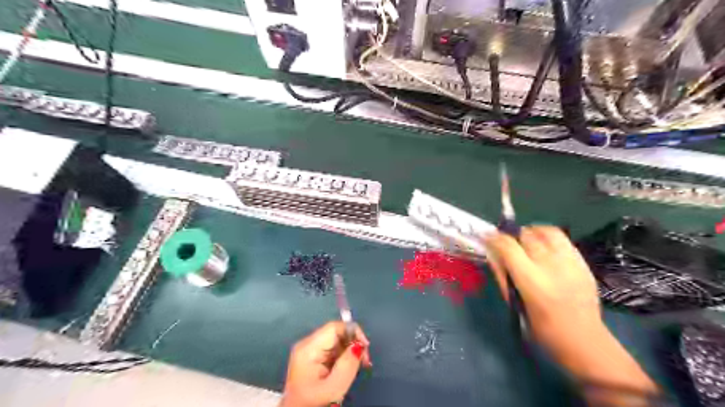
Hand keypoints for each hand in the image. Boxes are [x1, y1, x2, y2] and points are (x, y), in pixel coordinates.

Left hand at [282, 322, 372, 406]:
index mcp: (308, 348)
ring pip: (336, 341)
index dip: (353, 331)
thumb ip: (348, 364)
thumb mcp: (334, 387)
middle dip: (353, 344)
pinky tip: (347, 370)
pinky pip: (333, 350)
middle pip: (336, 333)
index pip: (334, 327)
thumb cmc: (313, 405)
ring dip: (350, 352)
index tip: (365, 348)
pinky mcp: (312, 359)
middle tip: (365, 362)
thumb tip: (359, 344)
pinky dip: (343, 358)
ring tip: (357, 368)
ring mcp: (309, 352)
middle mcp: (307, 345)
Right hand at [484, 225, 654, 393]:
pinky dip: (548, 237)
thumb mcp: (514, 303)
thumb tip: (492, 252)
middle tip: (507, 243)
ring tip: (526, 240)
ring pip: (547, 231)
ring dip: (532, 232)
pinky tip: (544, 247)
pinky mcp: (583, 263)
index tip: (486, 236)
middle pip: (527, 235)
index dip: (494, 238)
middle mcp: (552, 267)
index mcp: (532, 281)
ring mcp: (570, 263)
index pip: (508, 247)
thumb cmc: (541, 328)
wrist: (583, 341)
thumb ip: (502, 275)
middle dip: (512, 235)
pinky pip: (563, 239)